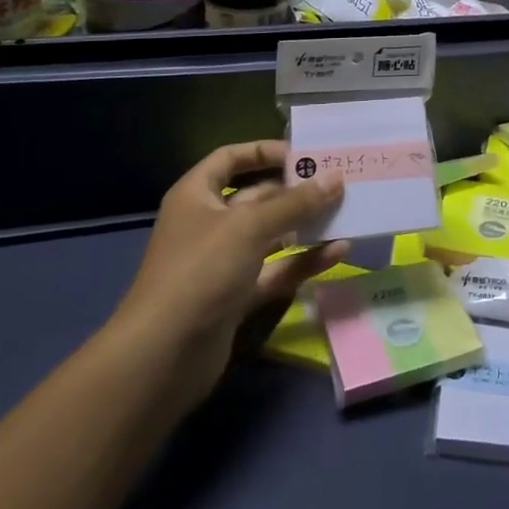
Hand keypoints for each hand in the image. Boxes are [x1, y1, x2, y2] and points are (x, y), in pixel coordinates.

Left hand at [111, 140, 346, 408]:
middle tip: (339, 182)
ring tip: (347, 212)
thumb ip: (296, 202)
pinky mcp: (238, 296)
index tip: (304, 154)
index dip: (264, 151)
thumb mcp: (250, 227)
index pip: (230, 158)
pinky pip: (276, 270)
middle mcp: (209, 224)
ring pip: (271, 235)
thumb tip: (336, 177)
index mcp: (197, 195)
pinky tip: (339, 252)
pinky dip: (304, 261)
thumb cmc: (201, 271)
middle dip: (295, 190)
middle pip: (257, 197)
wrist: (162, 357)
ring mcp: (223, 262)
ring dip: (305, 225)